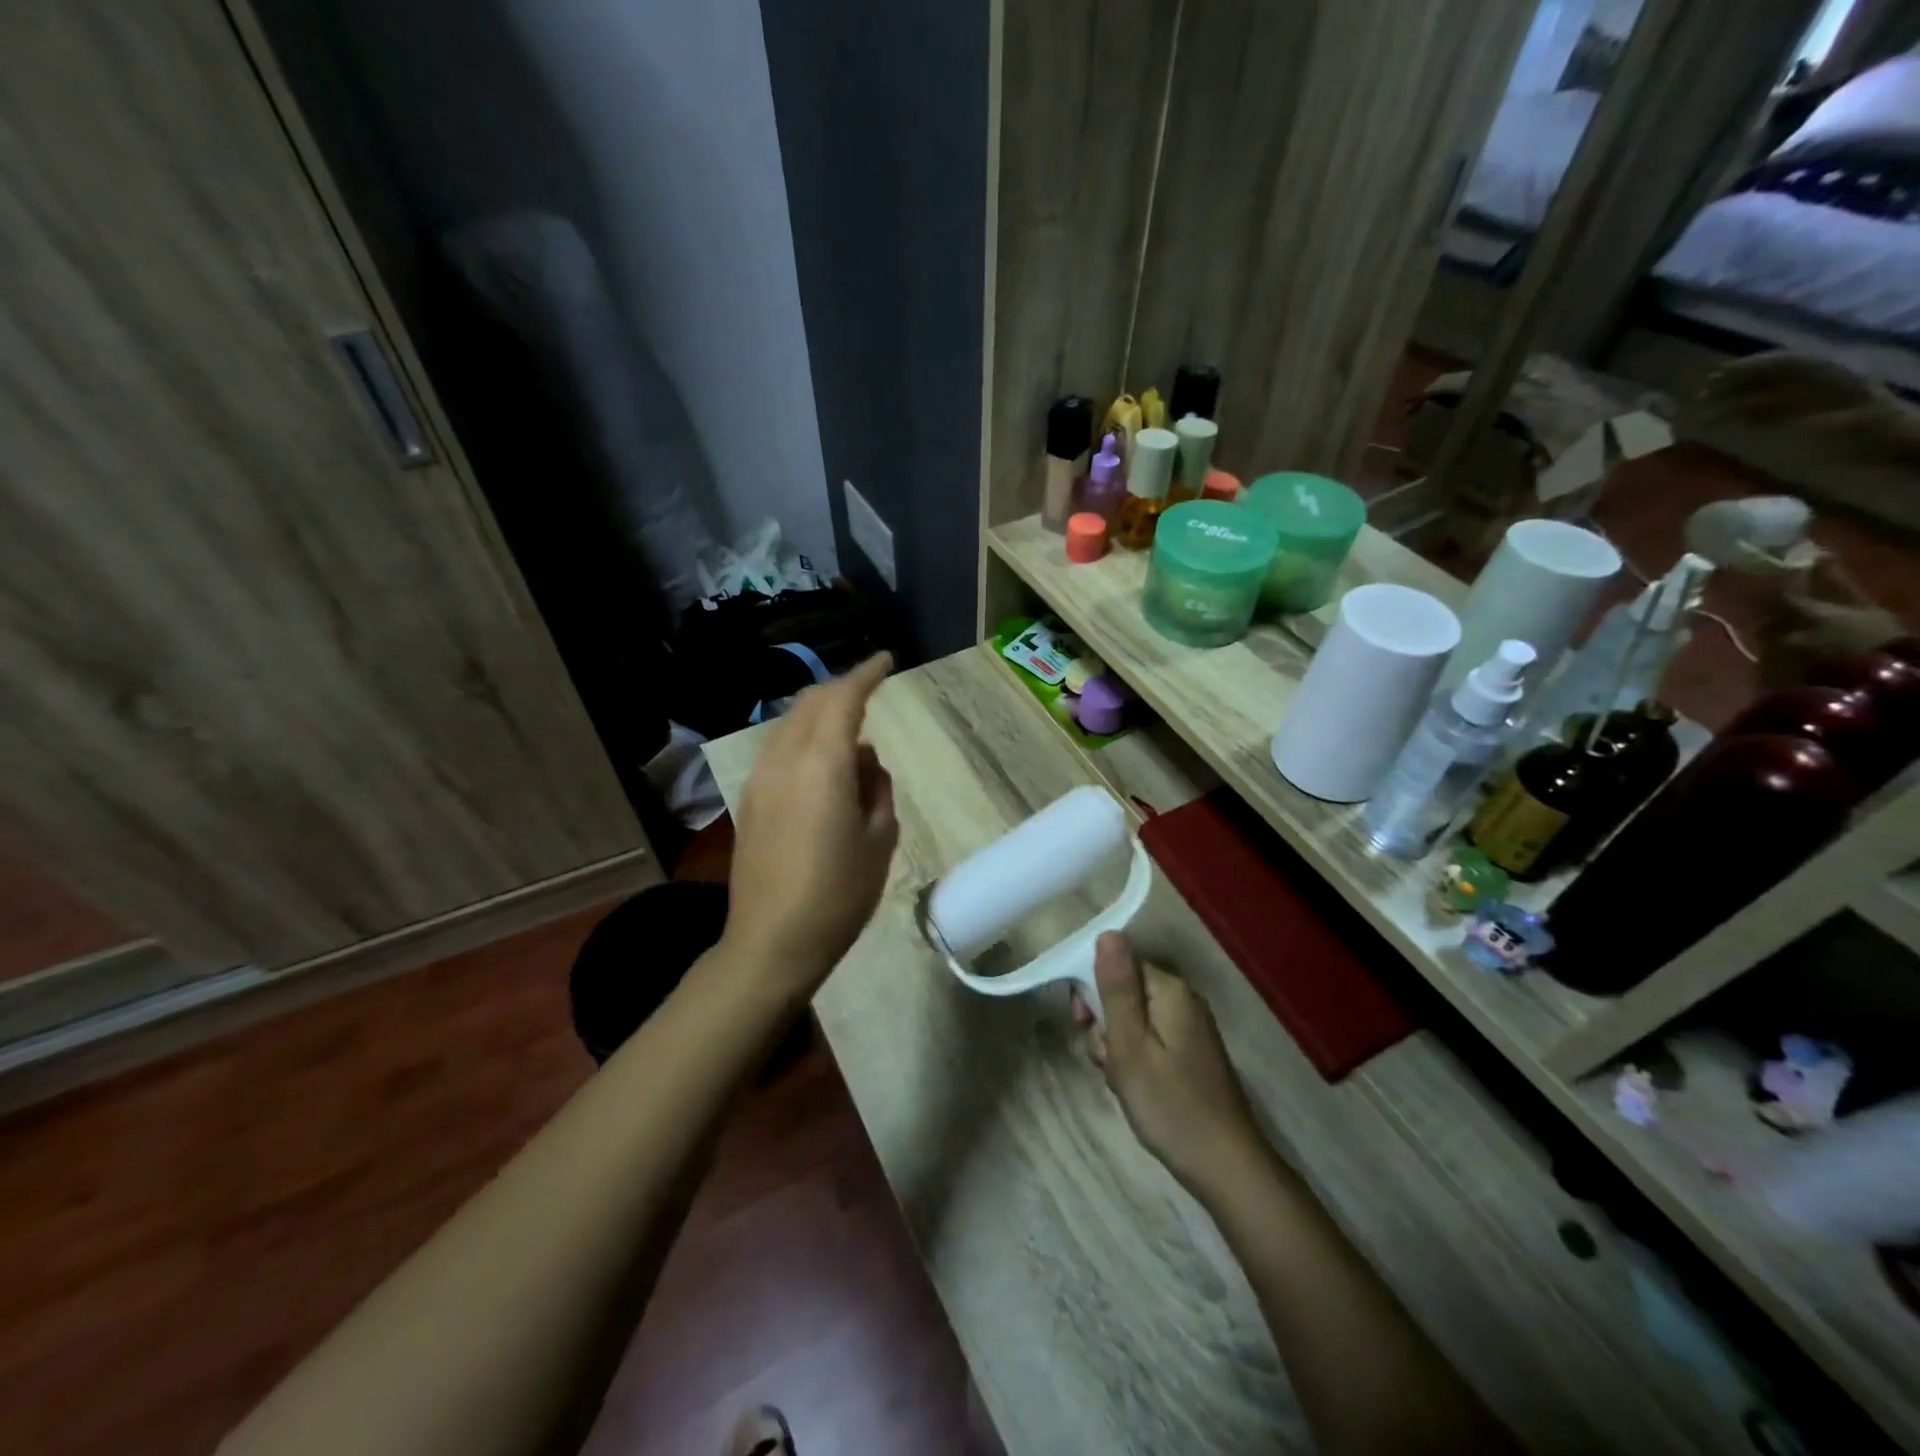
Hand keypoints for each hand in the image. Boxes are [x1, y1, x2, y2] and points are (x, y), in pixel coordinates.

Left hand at [722, 653, 899, 995]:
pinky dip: (802, 738)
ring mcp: (760, 778)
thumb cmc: (839, 893)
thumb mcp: (881, 839)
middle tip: (869, 689)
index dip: (866, 674)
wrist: (772, 942)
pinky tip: (821, 763)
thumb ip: (877, 787)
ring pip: (789, 724)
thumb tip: (864, 762)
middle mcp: (784, 759)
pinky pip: (777, 749)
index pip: (844, 699)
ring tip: (848, 728)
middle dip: (841, 688)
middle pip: (810, 703)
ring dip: (819, 713)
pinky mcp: (749, 800)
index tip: (886, 660)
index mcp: (823, 764)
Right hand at [1074, 933, 1262, 1193]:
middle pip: (1125, 990)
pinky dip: (1136, 1058)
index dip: (1092, 990)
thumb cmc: (1169, 1105)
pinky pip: (1151, 1038)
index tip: (1082, 1024)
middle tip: (1106, 1060)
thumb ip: (1117, 988)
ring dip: (1118, 1045)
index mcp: (1169, 990)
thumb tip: (1108, 932)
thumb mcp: (1130, 1045)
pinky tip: (1136, 1087)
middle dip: (1105, 1022)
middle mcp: (1183, 999)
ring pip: (1134, 1018)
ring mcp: (1190, 1026)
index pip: (1118, 964)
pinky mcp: (1192, 1052)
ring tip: (1121, 1080)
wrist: (1226, 1167)